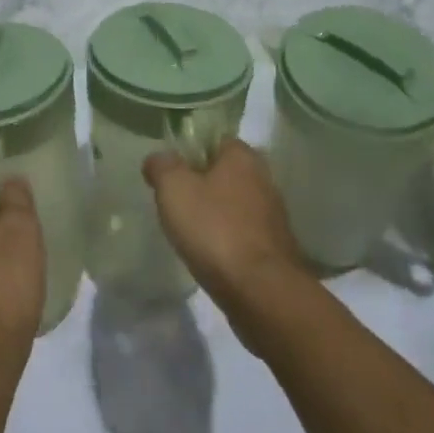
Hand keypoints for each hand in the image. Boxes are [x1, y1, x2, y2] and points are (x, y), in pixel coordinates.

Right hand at [143, 141, 303, 320]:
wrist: (261, 292)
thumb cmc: (215, 229)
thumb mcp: (174, 188)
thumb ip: (162, 166)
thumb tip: (158, 159)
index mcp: (242, 155)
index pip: (214, 139)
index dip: (189, 151)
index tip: (170, 171)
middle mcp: (264, 178)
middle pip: (224, 172)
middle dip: (202, 184)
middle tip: (175, 201)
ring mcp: (273, 215)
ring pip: (234, 204)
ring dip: (215, 213)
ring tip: (189, 230)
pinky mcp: (275, 248)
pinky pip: (243, 233)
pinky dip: (227, 238)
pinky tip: (210, 253)